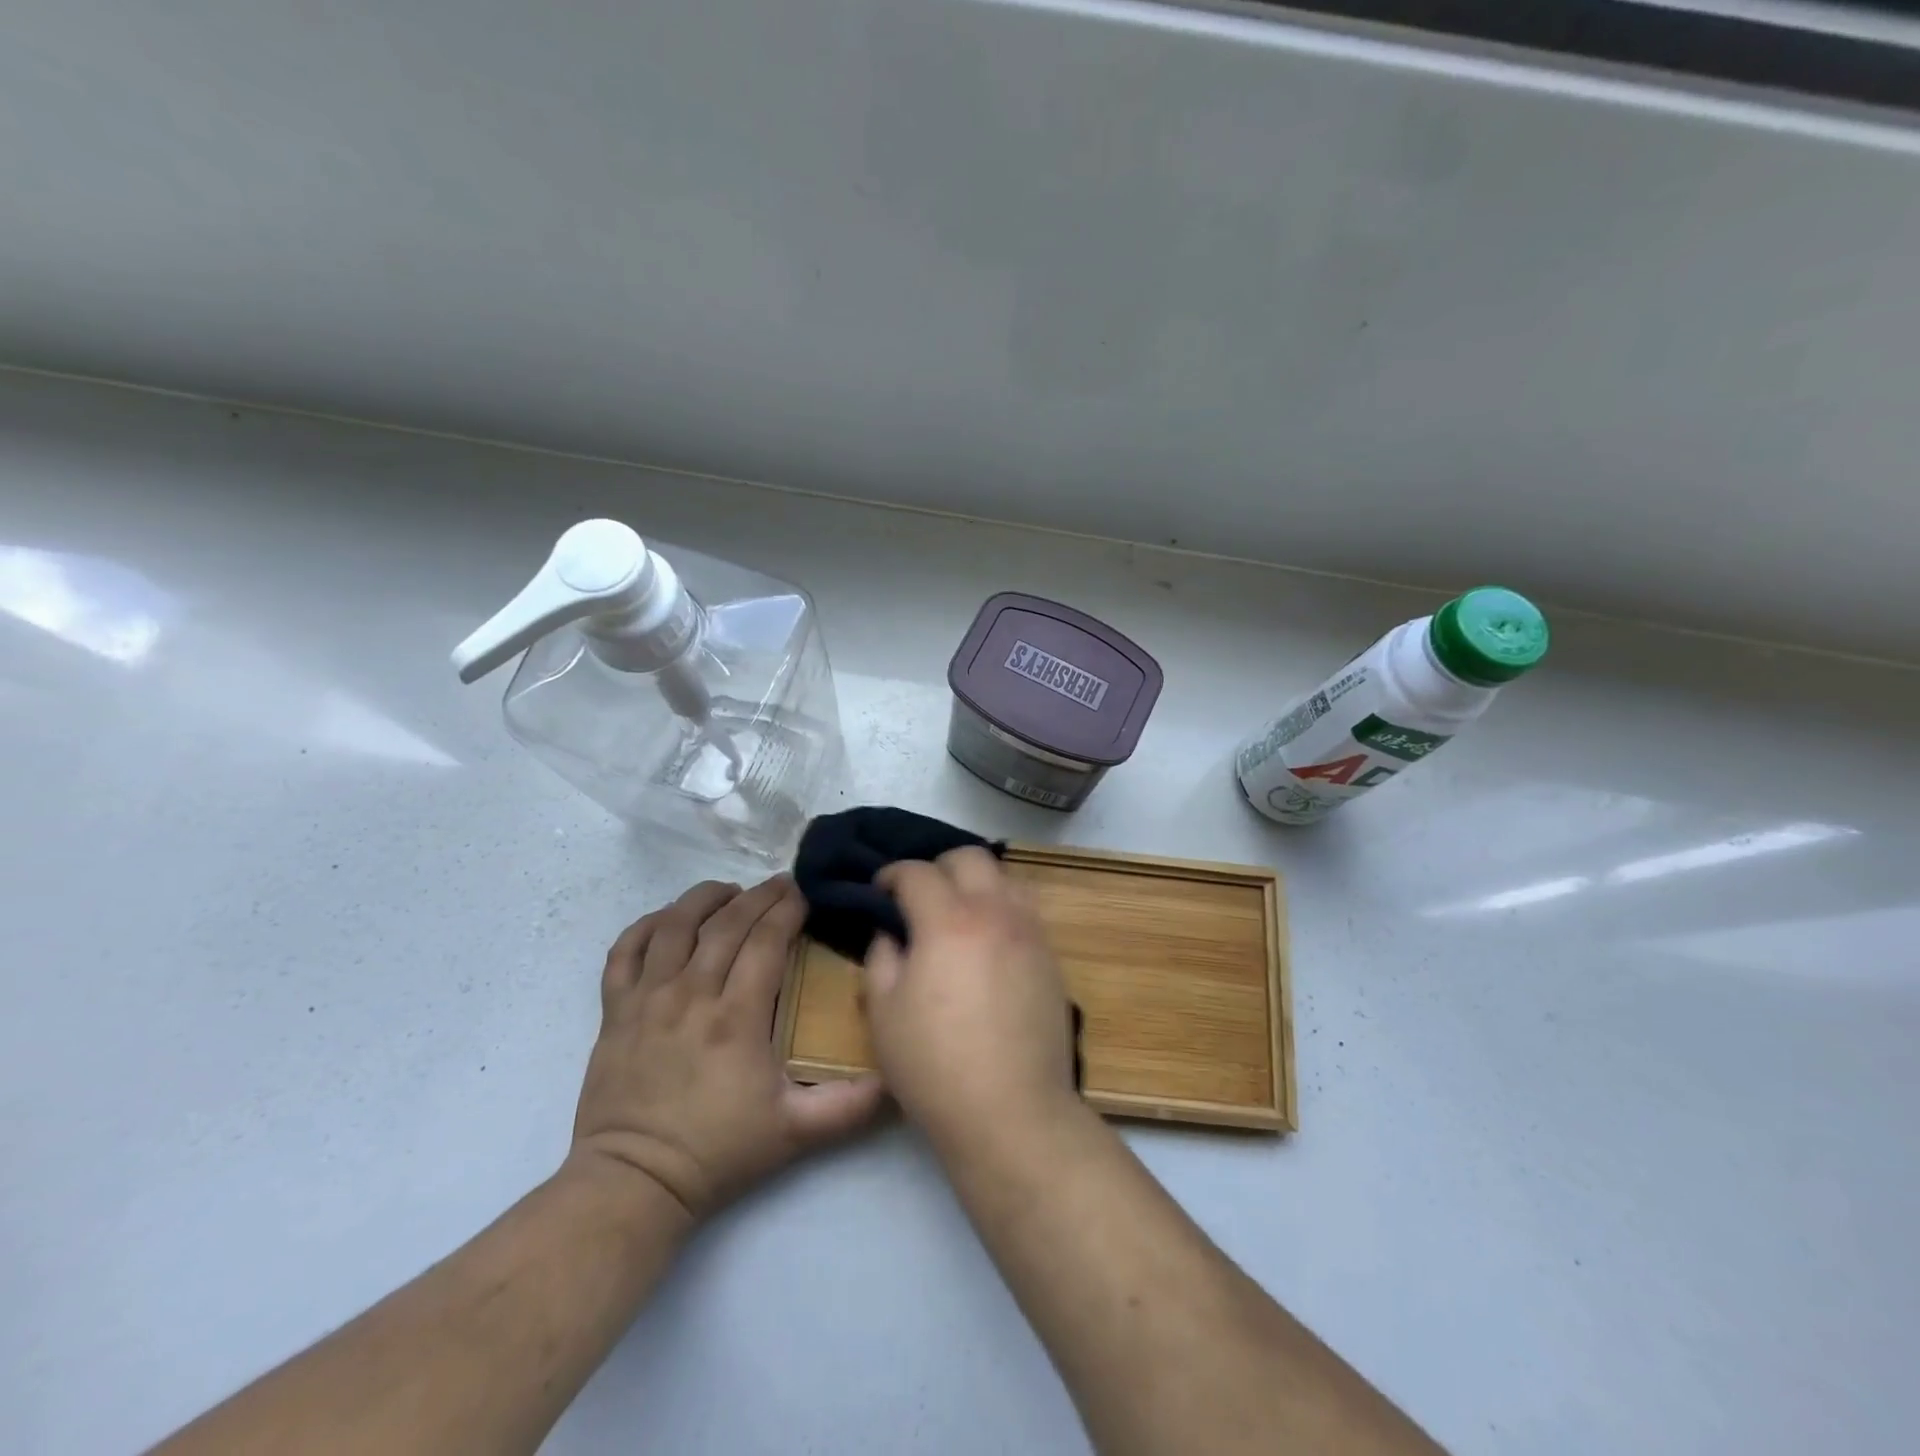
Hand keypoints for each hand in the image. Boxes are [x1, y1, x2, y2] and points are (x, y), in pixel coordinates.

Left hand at [569, 875, 883, 1221]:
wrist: (634, 1183)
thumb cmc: (718, 1151)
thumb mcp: (795, 1133)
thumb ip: (850, 1106)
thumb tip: (896, 1078)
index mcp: (736, 1018)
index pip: (766, 940)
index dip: (788, 909)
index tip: (805, 894)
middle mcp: (691, 995)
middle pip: (726, 923)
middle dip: (758, 896)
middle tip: (780, 884)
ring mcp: (647, 999)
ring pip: (674, 925)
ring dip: (704, 898)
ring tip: (729, 891)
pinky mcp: (614, 1010)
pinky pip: (624, 951)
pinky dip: (646, 925)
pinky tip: (669, 920)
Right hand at [861, 848, 1078, 1146]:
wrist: (1013, 1112)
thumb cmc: (936, 1065)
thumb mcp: (884, 1014)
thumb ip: (881, 959)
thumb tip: (892, 934)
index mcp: (948, 921)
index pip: (916, 873)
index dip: (891, 875)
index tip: (879, 890)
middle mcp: (994, 912)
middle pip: (969, 857)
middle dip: (937, 866)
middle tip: (918, 896)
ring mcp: (1030, 931)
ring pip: (1005, 876)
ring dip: (976, 881)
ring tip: (958, 911)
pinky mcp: (1050, 955)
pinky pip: (1026, 908)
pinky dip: (1002, 906)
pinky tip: (988, 938)